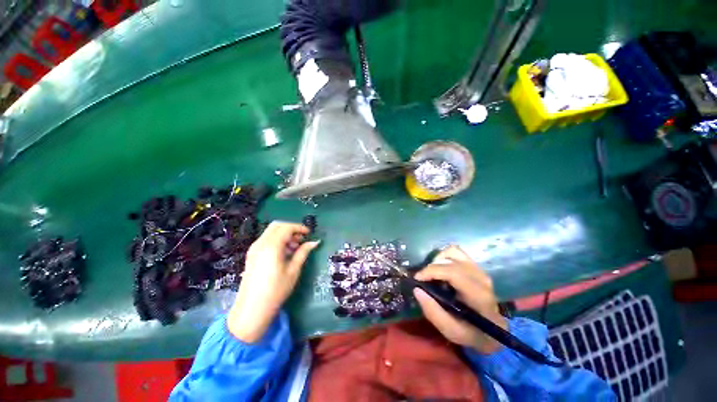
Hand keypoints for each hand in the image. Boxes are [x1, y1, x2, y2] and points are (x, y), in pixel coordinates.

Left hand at [227, 221, 319, 342]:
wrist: (251, 310)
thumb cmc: (276, 291)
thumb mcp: (293, 270)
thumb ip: (303, 252)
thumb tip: (315, 242)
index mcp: (271, 246)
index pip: (287, 228)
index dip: (299, 228)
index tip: (309, 234)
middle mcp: (261, 243)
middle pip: (277, 226)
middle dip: (291, 229)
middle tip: (301, 239)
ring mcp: (254, 249)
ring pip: (271, 232)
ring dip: (284, 234)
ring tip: (294, 248)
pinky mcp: (252, 255)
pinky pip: (266, 240)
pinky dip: (277, 240)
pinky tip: (284, 253)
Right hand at [413, 245, 506, 353]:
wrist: (493, 332)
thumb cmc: (472, 333)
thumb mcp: (451, 331)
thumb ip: (433, 312)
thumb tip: (417, 290)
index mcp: (478, 295)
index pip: (453, 272)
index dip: (432, 271)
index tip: (417, 278)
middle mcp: (480, 278)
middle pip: (451, 260)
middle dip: (432, 267)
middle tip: (423, 279)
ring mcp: (479, 270)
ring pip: (453, 251)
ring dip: (438, 259)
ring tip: (433, 273)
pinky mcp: (476, 267)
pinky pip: (456, 253)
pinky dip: (444, 257)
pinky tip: (441, 270)